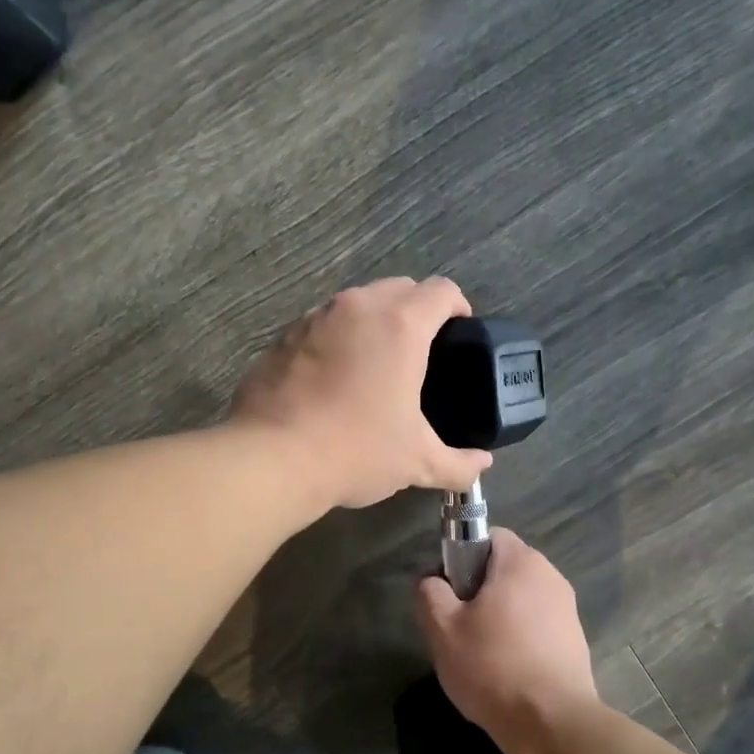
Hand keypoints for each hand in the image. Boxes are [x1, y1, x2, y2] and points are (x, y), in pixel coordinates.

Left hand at [231, 277, 492, 509]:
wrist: (271, 458)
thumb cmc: (355, 451)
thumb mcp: (416, 462)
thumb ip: (458, 463)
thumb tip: (482, 466)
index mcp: (400, 325)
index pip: (442, 290)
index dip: (458, 307)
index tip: (460, 332)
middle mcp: (357, 308)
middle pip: (399, 287)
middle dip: (417, 309)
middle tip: (422, 350)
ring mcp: (315, 317)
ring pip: (357, 303)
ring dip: (374, 321)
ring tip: (376, 363)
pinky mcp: (283, 336)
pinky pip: (322, 324)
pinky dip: (337, 337)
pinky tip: (334, 377)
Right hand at [413, 529, 598, 753]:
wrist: (553, 724)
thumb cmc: (493, 666)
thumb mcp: (442, 629)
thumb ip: (431, 593)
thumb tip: (432, 582)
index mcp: (521, 562)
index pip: (489, 536)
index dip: (463, 557)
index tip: (450, 591)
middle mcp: (550, 576)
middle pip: (505, 569)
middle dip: (480, 590)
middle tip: (459, 626)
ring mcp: (568, 609)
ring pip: (522, 599)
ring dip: (501, 616)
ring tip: (482, 653)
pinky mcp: (576, 640)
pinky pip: (539, 625)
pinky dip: (521, 638)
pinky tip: (507, 670)